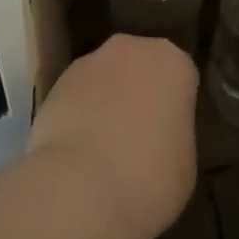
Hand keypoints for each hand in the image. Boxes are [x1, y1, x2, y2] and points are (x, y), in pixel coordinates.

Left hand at [27, 35, 198, 238]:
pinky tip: (78, 153)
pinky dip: (78, 117)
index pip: (181, 78)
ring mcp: (88, 63)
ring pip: (105, 80)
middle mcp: (130, 49)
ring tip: (103, 150)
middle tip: (140, 137)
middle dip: (139, 93)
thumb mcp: (185, 160)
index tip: (171, 133)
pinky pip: (77, 98)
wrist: (79, 189)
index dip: (175, 106)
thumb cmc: (150, 176)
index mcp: (172, 62)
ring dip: (106, 103)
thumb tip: (157, 134)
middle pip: (139, 68)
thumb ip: (174, 133)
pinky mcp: (53, 85)